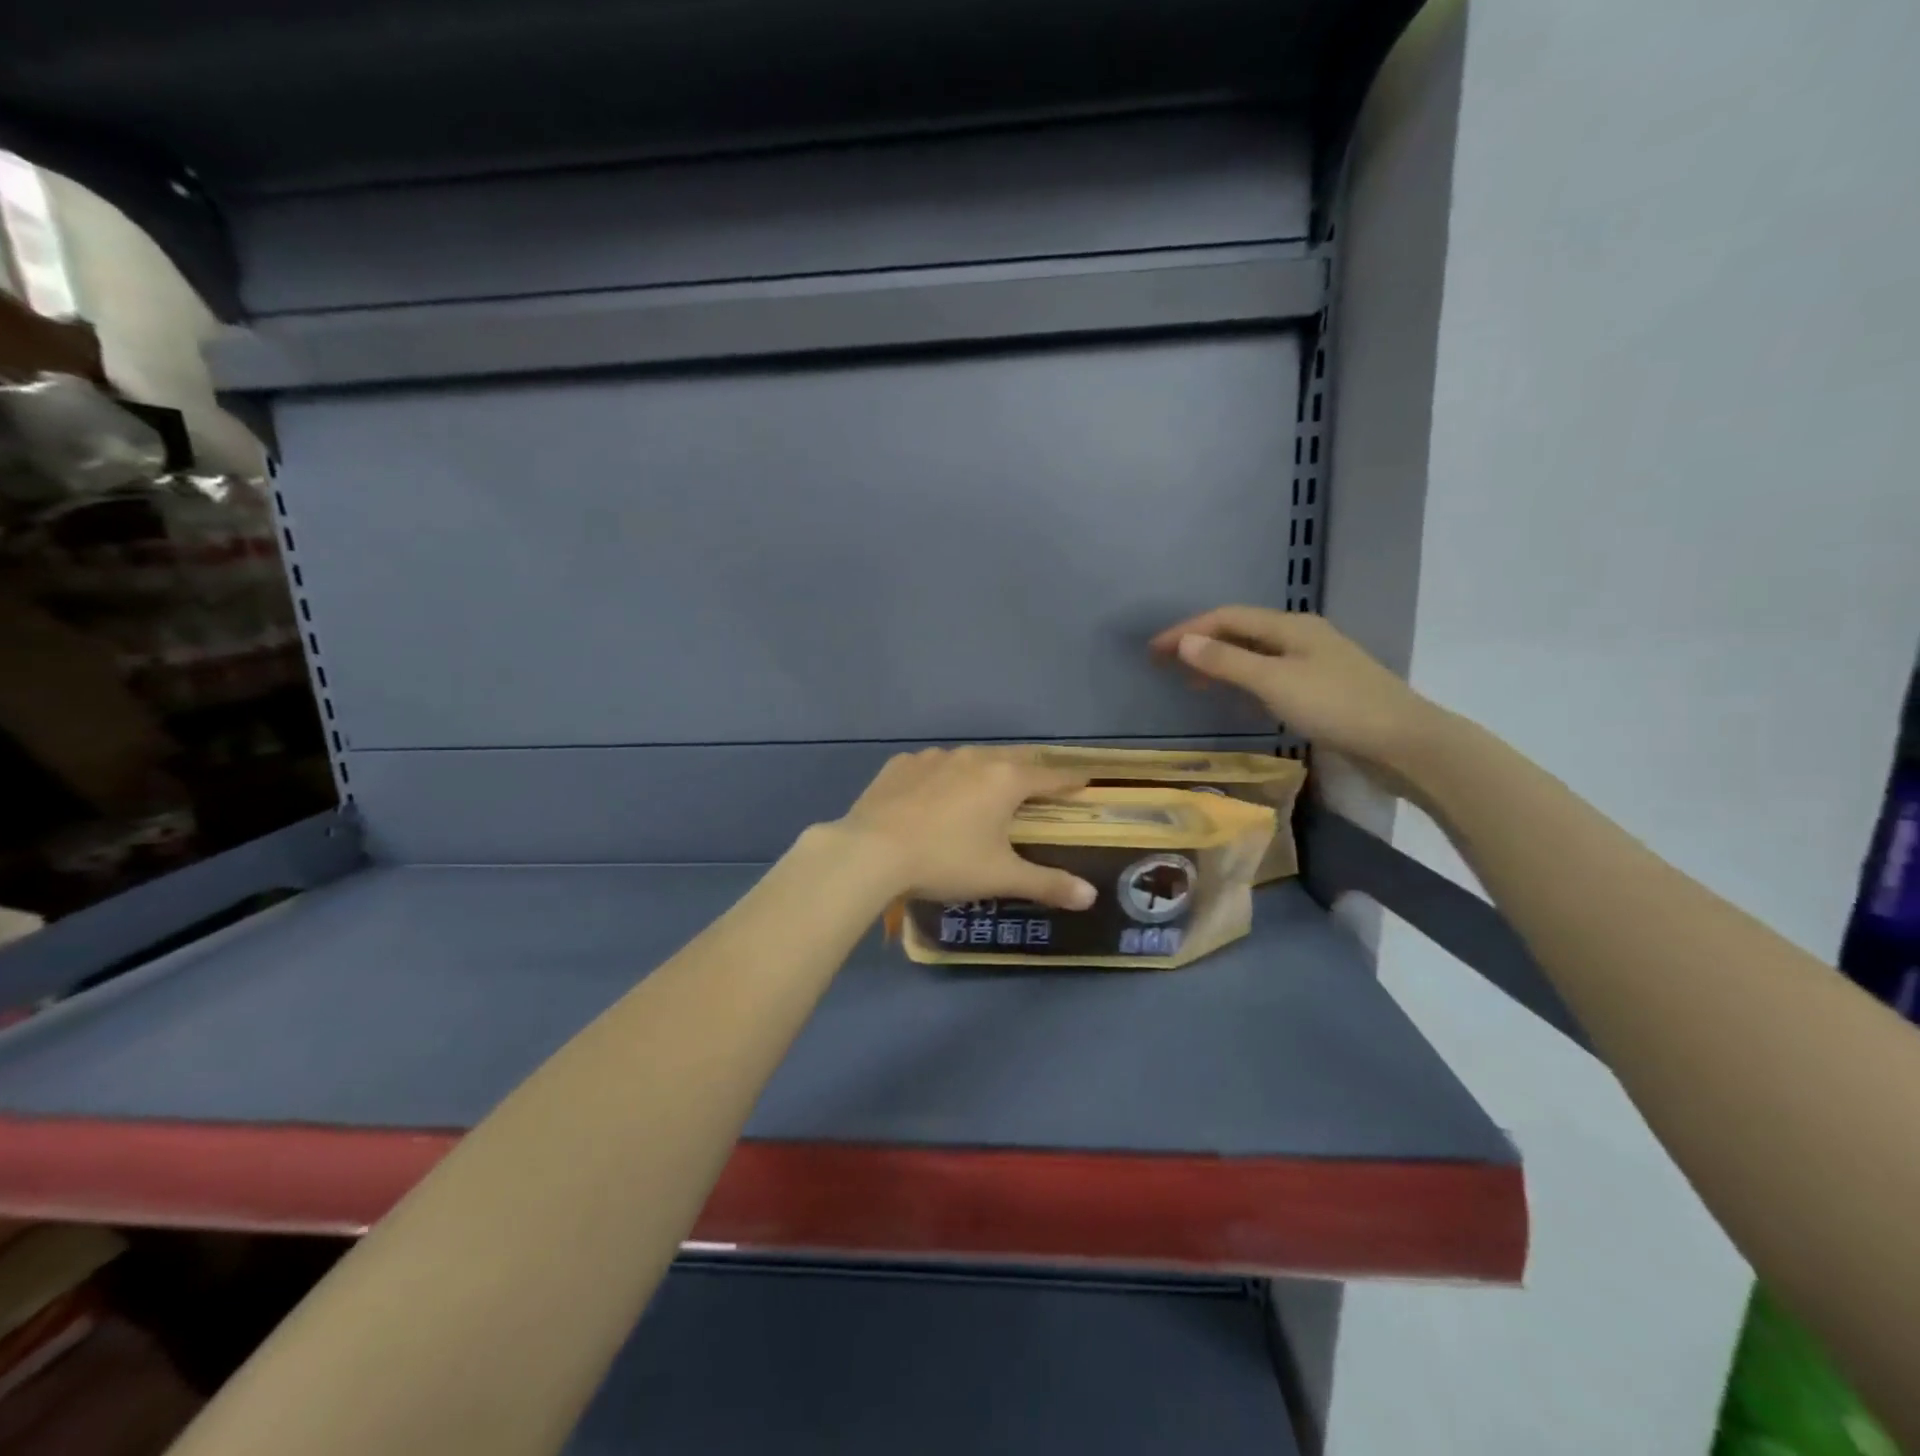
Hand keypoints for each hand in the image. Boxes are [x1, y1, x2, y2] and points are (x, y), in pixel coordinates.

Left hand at [833, 747, 1096, 909]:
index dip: (1069, 779)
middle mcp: (973, 758)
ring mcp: (933, 758)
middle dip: (1028, 770)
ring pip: (969, 759)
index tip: (1083, 779)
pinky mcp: (900, 765)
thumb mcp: (1000, 877)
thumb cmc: (946, 861)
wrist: (871, 851)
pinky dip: (941, 777)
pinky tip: (932, 795)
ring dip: (982, 771)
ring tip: (982, 789)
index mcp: (1005, 780)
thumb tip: (1091, 897)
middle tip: (1036, 784)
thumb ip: (1048, 884)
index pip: (1049, 775)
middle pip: (1011, 759)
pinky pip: (931, 766)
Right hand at [1150, 607, 1443, 776]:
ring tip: (1190, 681)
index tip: (1153, 651)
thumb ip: (1226, 662)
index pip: (1227, 617)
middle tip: (1164, 664)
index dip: (1187, 630)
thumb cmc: (1336, 707)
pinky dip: (1242, 680)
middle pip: (1241, 631)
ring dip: (1219, 662)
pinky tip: (1233, 698)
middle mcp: (1301, 636)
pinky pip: (1269, 674)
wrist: (1404, 743)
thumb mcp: (1274, 682)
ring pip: (1255, 654)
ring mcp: (1314, 662)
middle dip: (1200, 643)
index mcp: (1291, 626)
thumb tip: (1183, 641)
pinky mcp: (1321, 688)